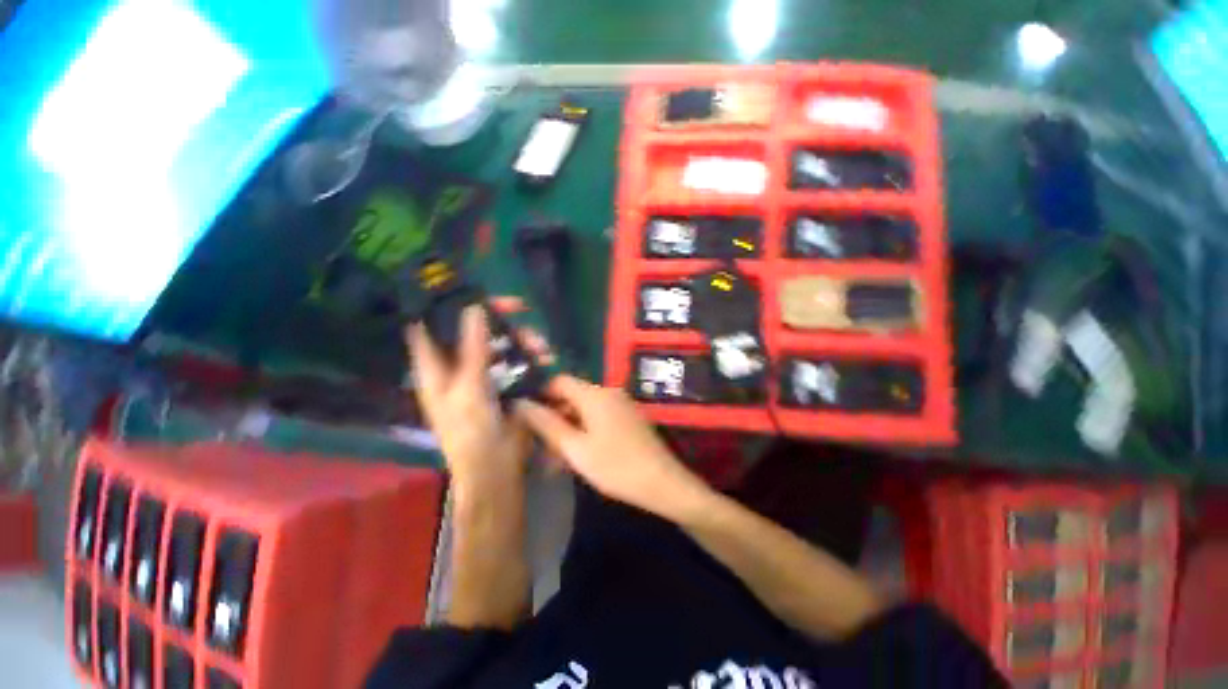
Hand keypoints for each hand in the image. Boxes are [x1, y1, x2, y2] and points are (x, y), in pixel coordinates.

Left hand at [407, 305, 530, 491]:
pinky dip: (533, 356)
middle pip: (474, 329)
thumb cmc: (471, 433)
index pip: (432, 324)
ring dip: (523, 339)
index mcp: (436, 366)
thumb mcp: (470, 389)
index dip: (446, 304)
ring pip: (501, 343)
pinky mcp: (507, 381)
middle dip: (499, 318)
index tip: (472, 289)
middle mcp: (458, 365)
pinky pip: (518, 360)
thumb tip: (474, 308)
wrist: (496, 469)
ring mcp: (484, 373)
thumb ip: (473, 349)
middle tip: (522, 309)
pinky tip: (548, 358)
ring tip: (542, 346)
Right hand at [515, 376, 706, 519]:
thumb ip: (547, 424)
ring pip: (584, 410)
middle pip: (571, 396)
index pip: (558, 380)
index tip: (525, 417)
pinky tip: (578, 456)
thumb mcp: (575, 448)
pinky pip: (598, 418)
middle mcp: (608, 392)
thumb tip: (521, 403)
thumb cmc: (616, 466)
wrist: (663, 482)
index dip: (539, 395)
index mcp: (594, 393)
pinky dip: (584, 432)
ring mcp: (620, 404)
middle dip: (553, 418)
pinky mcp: (627, 418)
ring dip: (567, 429)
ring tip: (555, 460)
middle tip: (539, 446)